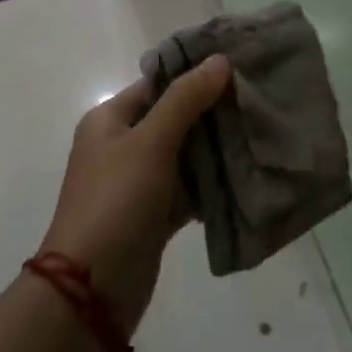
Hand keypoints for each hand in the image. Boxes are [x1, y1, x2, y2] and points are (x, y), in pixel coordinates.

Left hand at [40, 55, 231, 336]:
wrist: (92, 291)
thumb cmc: (116, 201)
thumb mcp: (150, 142)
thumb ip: (185, 100)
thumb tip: (219, 59)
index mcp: (110, 119)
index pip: (157, 84)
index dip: (194, 74)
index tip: (237, 68)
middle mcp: (121, 145)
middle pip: (172, 118)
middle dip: (211, 113)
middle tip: (256, 101)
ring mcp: (137, 183)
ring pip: (183, 155)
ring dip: (215, 149)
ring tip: (259, 132)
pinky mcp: (153, 216)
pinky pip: (187, 190)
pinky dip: (210, 185)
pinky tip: (245, 176)